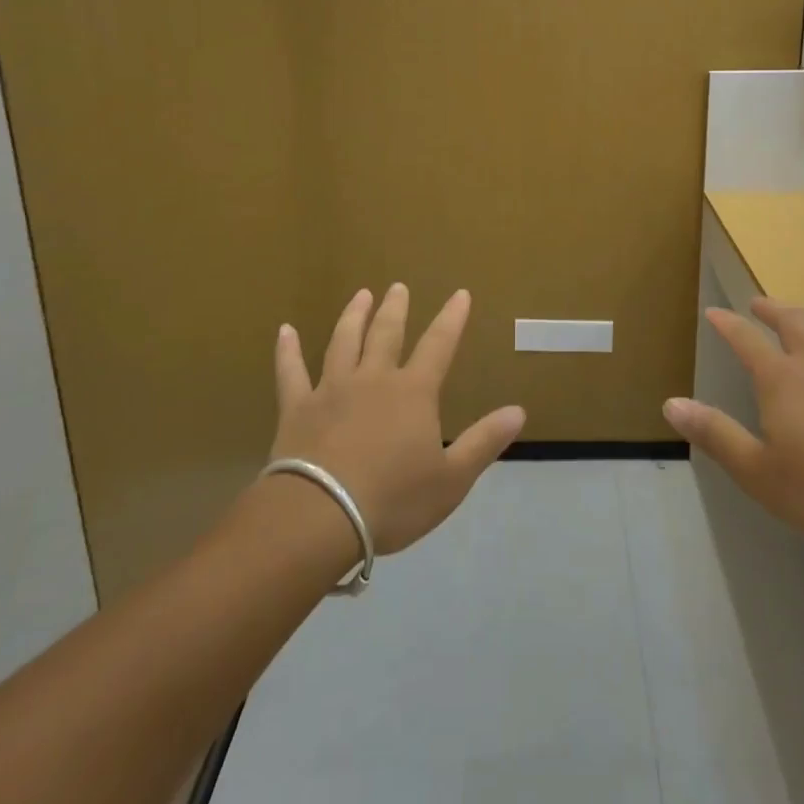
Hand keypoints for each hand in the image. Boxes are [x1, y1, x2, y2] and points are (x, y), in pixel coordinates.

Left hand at [268, 285, 525, 554]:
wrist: (321, 516)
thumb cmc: (393, 500)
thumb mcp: (452, 479)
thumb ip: (484, 441)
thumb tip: (519, 410)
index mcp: (413, 392)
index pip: (439, 345)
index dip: (452, 319)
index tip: (460, 294)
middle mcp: (373, 379)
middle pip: (386, 334)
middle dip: (396, 309)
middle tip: (398, 286)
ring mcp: (332, 389)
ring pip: (343, 342)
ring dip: (353, 316)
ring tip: (360, 295)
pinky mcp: (297, 408)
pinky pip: (291, 372)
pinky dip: (287, 351)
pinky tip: (285, 331)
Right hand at [663, 297, 803, 566]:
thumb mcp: (755, 471)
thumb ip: (714, 434)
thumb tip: (670, 403)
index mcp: (781, 379)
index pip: (746, 340)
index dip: (727, 324)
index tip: (714, 313)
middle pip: (793, 322)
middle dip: (772, 309)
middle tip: (758, 304)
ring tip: (799, 319)